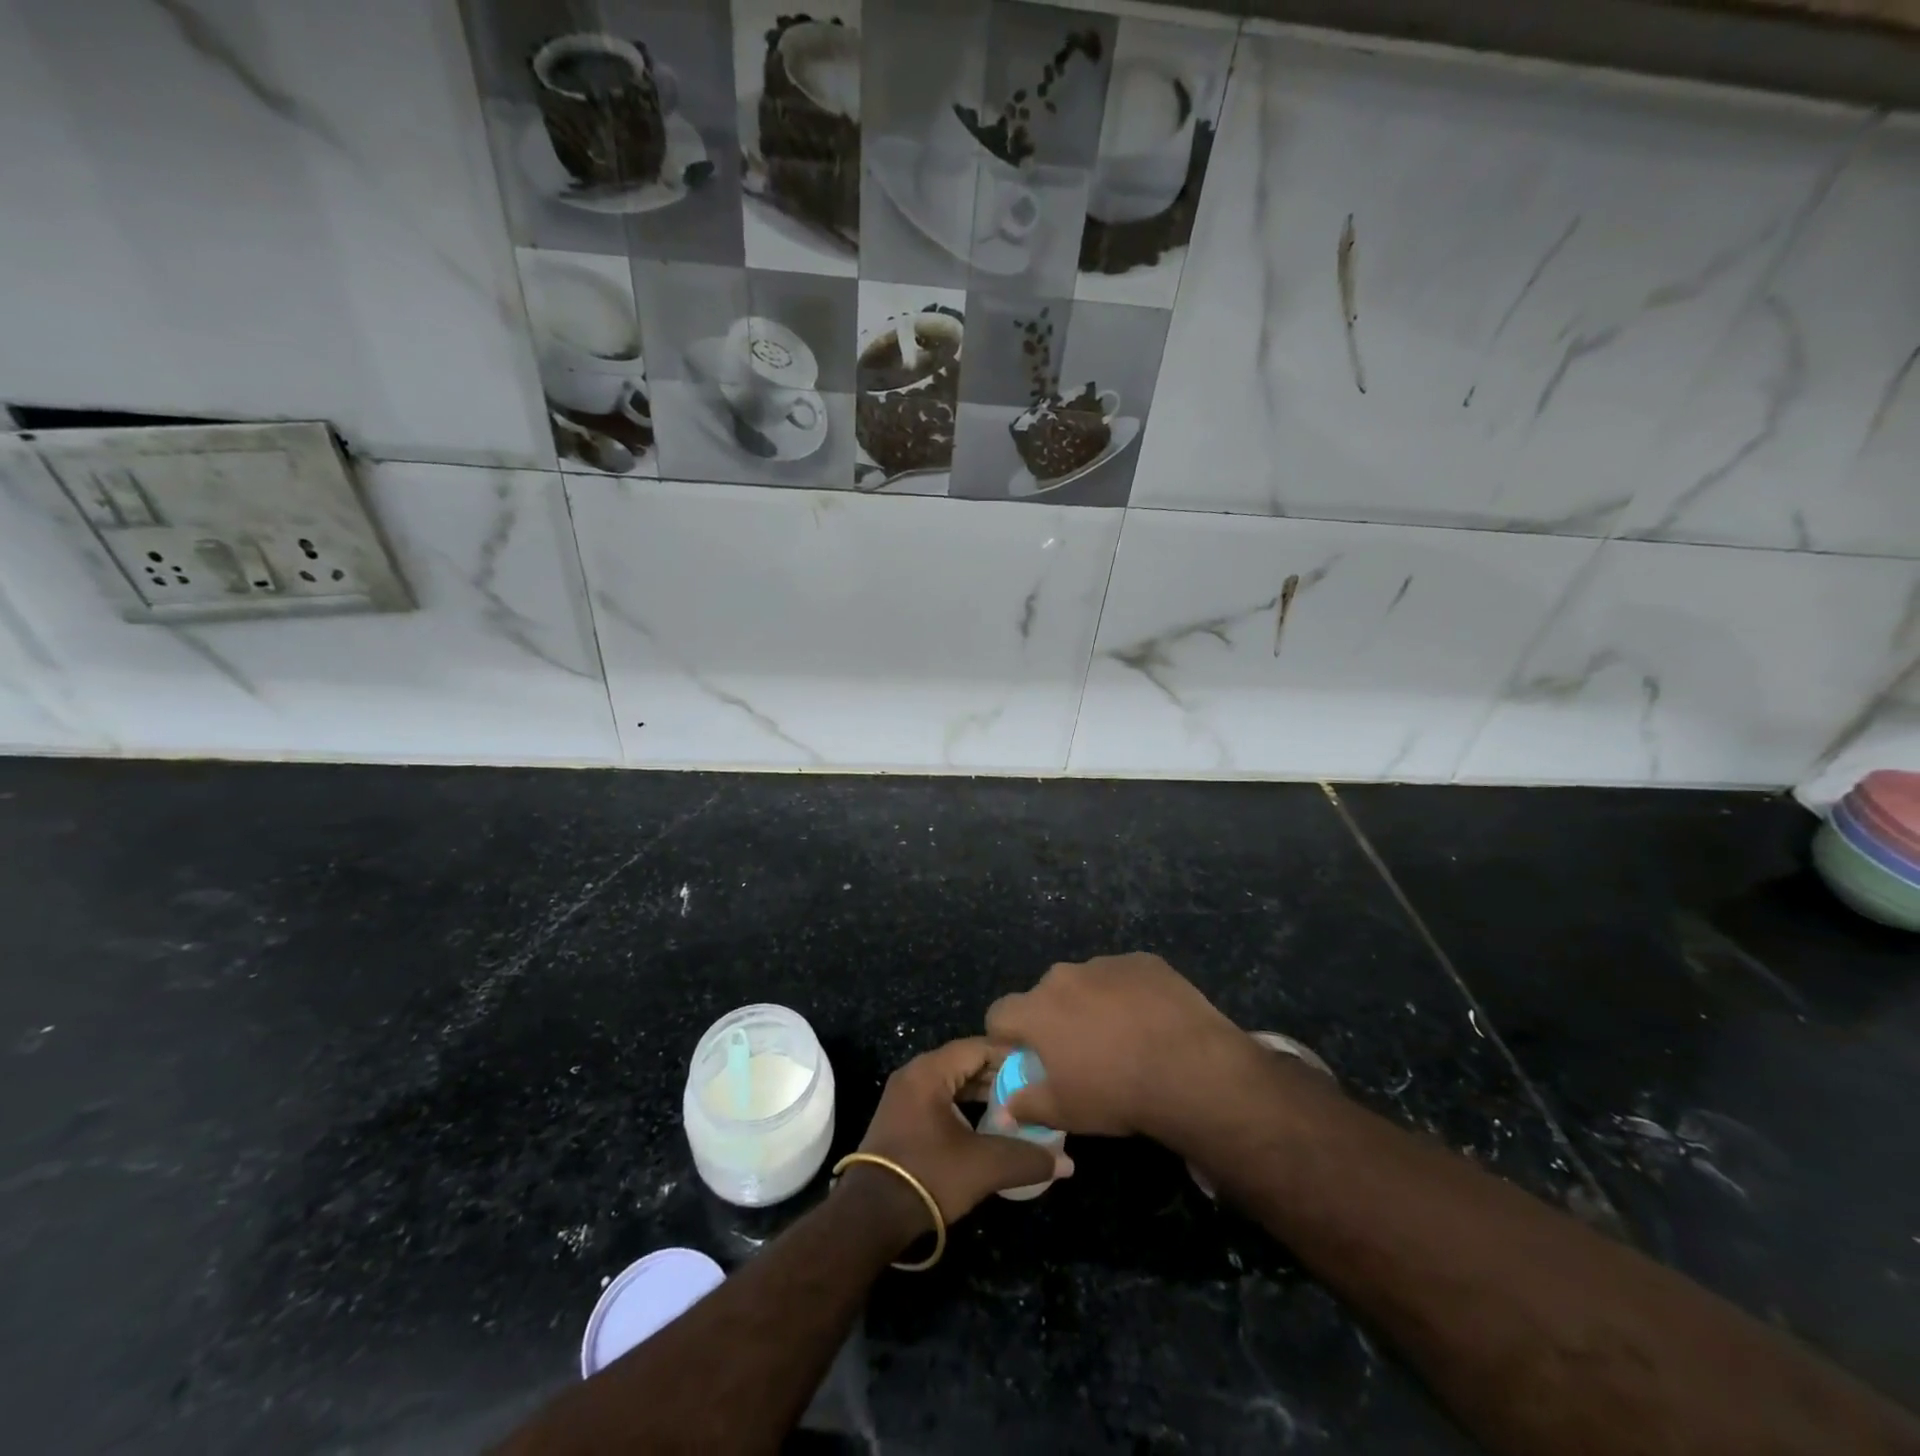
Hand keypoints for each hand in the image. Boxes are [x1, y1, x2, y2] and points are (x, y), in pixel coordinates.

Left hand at [850, 1037, 1072, 1233]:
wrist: (870, 1216)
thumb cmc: (928, 1176)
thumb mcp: (983, 1166)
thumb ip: (1027, 1159)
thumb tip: (1067, 1163)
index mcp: (930, 1071)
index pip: (979, 1047)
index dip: (1012, 1056)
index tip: (1041, 1070)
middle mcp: (915, 1074)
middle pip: (966, 1062)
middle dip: (1000, 1075)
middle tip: (1034, 1089)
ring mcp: (905, 1095)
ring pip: (954, 1081)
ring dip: (983, 1092)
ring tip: (1017, 1107)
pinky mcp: (902, 1117)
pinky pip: (941, 1097)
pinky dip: (965, 1105)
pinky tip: (988, 1124)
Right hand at [985, 953, 1254, 1140]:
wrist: (1190, 1069)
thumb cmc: (1117, 1093)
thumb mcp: (1065, 1112)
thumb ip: (1026, 1105)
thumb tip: (1004, 1107)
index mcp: (1037, 1010)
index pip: (999, 1013)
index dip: (1007, 1037)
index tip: (1025, 1058)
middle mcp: (1064, 976)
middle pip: (1045, 995)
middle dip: (1054, 1019)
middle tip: (1080, 1052)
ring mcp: (1105, 964)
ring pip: (1086, 983)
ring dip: (1092, 1004)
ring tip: (1123, 1038)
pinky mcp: (1143, 961)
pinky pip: (1124, 976)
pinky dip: (1128, 995)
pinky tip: (1151, 1022)